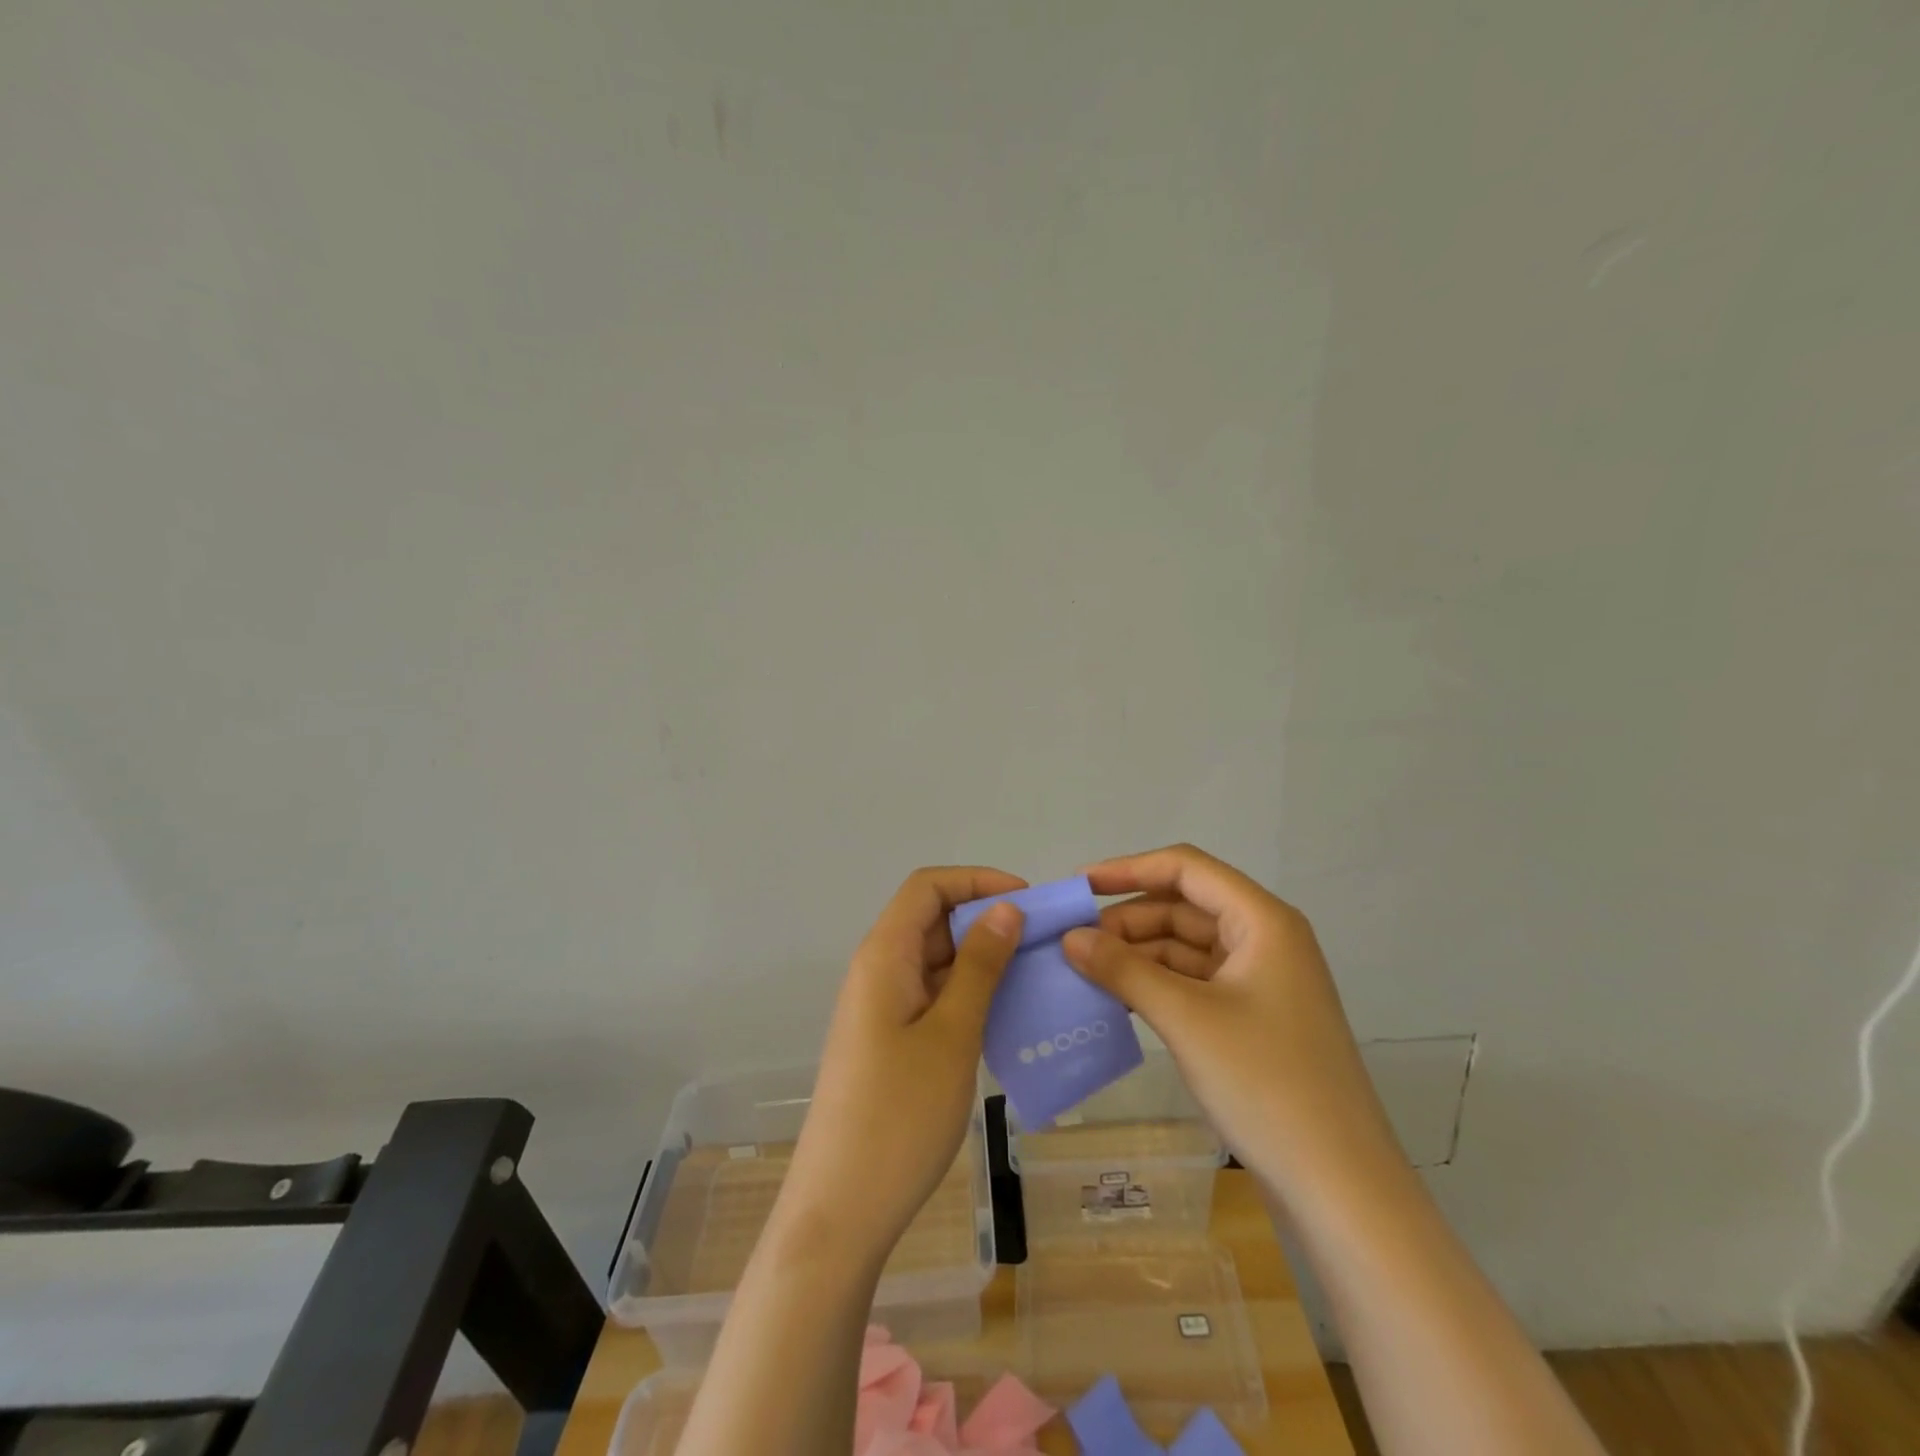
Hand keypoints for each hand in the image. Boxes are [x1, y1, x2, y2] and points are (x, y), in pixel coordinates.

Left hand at [779, 866, 1026, 1260]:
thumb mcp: (952, 1034)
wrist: (841, 1211)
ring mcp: (881, 1008)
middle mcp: (877, 970)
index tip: (1028, 902)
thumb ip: (980, 966)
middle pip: (932, 919)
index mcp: (883, 955)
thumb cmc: (899, 1115)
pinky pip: (932, 996)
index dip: (977, 880)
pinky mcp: (888, 1041)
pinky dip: (969, 994)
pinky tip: (1005, 1016)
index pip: (927, 886)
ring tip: (1035, 977)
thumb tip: (1006, 909)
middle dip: (986, 919)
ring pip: (935, 959)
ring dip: (982, 959)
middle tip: (1043, 942)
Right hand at [1061, 844, 1399, 1195]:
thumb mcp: (1186, 1018)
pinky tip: (1117, 1000)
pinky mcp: (1253, 1019)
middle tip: (1072, 941)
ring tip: (1084, 970)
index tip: (1078, 887)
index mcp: (1262, 921)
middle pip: (1184, 907)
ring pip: (1186, 947)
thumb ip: (1123, 970)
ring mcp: (1260, 982)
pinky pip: (1194, 982)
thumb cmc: (1266, 1083)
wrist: (1340, 1188)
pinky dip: (1155, 985)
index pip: (1186, 868)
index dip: (1129, 869)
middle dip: (1128, 920)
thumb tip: (1069, 937)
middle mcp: (1264, 940)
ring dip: (1137, 954)